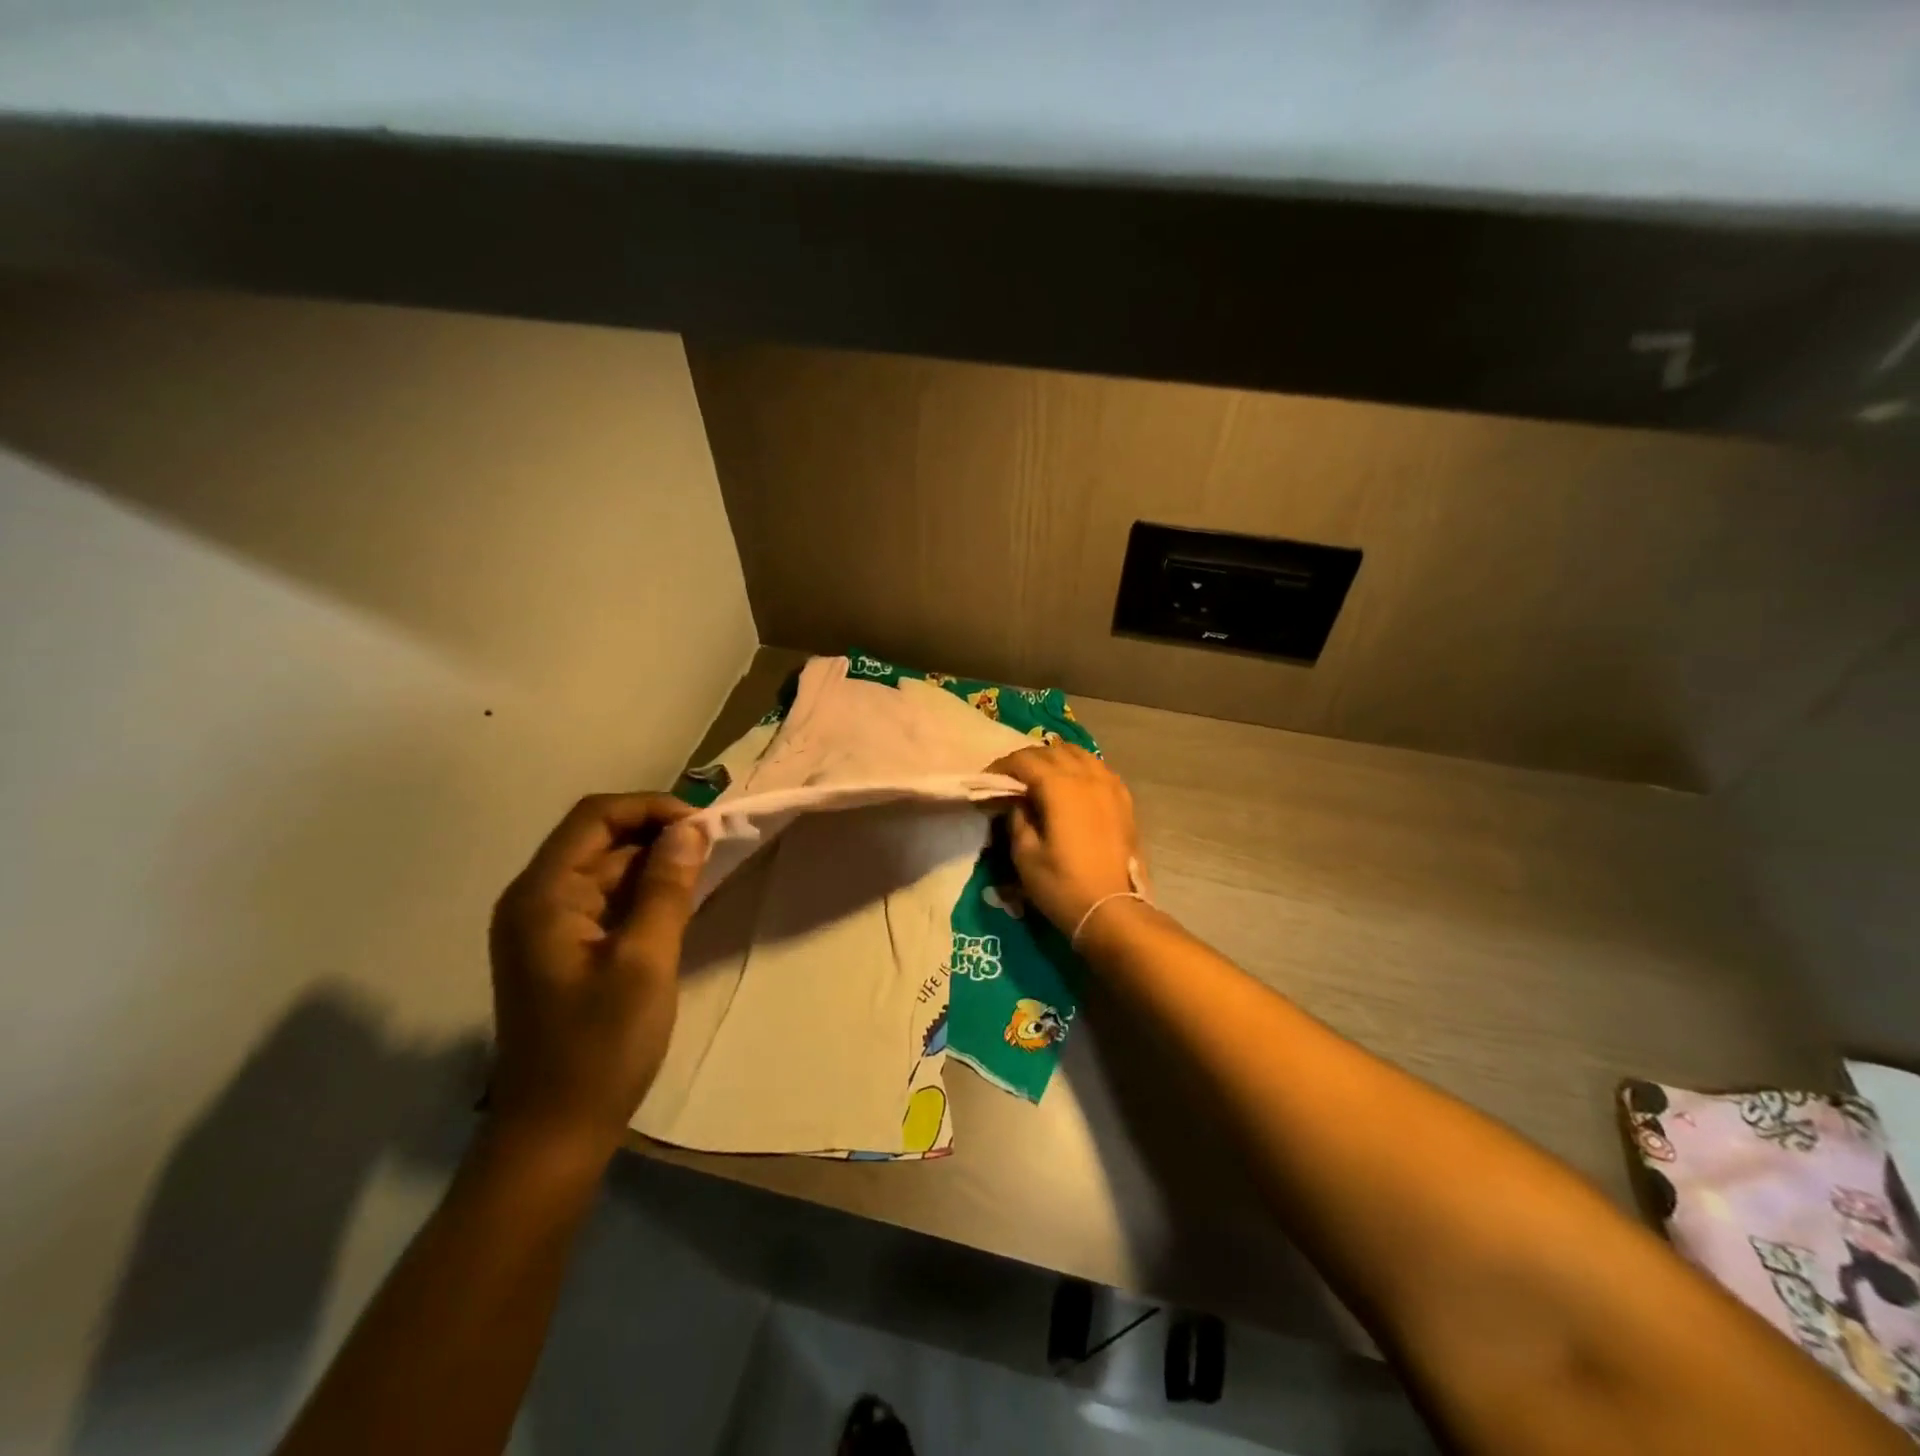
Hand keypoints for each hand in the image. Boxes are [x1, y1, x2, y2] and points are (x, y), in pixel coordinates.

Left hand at [487, 793, 708, 1164]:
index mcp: (543, 895)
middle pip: (598, 839)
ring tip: (705, 872)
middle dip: (657, 834)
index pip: (596, 817)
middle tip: (714, 848)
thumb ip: (667, 889)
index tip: (704, 825)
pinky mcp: (560, 950)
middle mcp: (535, 899)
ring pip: (604, 869)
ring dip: (653, 863)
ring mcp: (545, 926)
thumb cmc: (600, 1047)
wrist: (554, 1133)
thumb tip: (691, 829)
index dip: (652, 808)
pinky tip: (679, 904)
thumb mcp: (645, 962)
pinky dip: (642, 893)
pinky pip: (604, 900)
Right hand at [988, 744, 1140, 932]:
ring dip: (1056, 759)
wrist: (1113, 910)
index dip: (1002, 766)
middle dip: (1027, 759)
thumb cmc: (1063, 885)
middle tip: (1011, 779)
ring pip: (1079, 754)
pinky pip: (1099, 769)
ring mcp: (1110, 786)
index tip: (988, 780)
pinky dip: (1081, 768)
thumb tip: (1017, 801)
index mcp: (1060, 787)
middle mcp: (1087, 777)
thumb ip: (1017, 819)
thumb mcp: (1025, 855)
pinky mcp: (1124, 800)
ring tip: (1041, 777)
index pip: (1025, 760)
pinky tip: (1073, 785)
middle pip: (1052, 751)